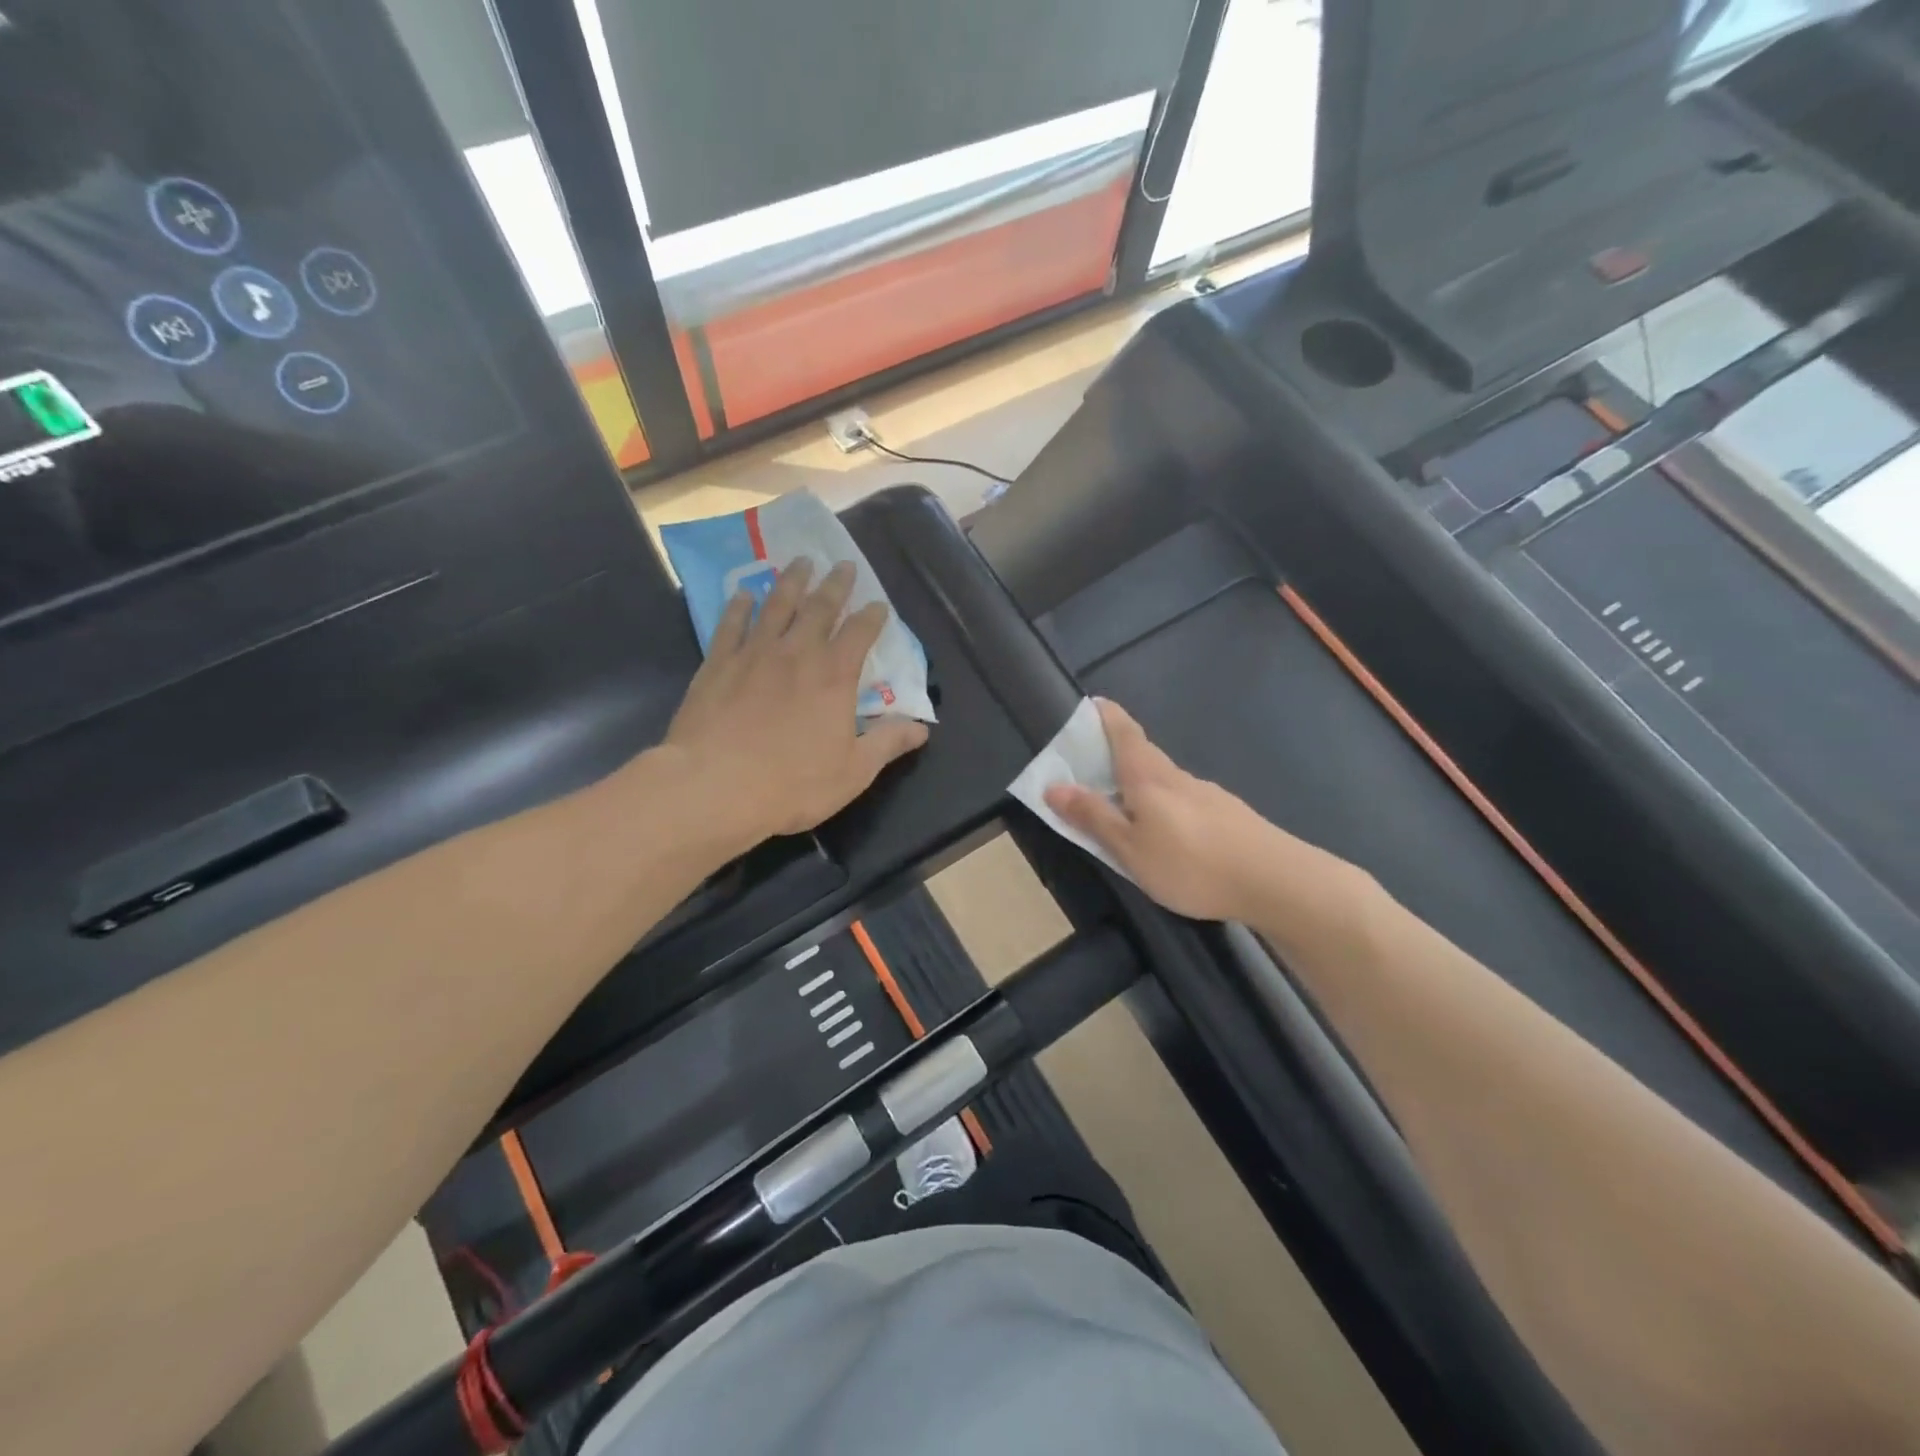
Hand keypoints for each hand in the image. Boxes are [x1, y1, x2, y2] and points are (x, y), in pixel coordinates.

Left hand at [666, 559, 928, 850]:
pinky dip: (739, 606)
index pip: (860, 633)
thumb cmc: (792, 783)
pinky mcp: (718, 663)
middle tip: (842, 564)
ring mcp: (754, 654)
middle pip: (820, 608)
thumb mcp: (853, 771)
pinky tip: (743, 594)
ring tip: (800, 562)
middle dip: (835, 584)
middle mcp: (797, 653)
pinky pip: (730, 625)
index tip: (879, 604)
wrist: (715, 785)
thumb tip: (922, 729)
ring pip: (776, 605)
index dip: (872, 616)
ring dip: (791, 581)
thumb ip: (888, 743)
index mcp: (835, 675)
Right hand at [1043, 699, 1293, 922]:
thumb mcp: (1130, 849)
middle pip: (1143, 753)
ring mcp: (1207, 793)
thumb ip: (1093, 817)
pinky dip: (1164, 803)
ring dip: (1140, 781)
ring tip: (1123, 805)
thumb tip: (1053, 786)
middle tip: (1092, 763)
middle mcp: (1177, 776)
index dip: (1105, 716)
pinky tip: (1167, 831)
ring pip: (1164, 779)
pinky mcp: (1227, 814)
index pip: (1124, 732)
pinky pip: (1183, 799)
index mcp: (1148, 778)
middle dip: (1117, 750)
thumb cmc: (1191, 864)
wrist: (1276, 881)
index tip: (1091, 704)